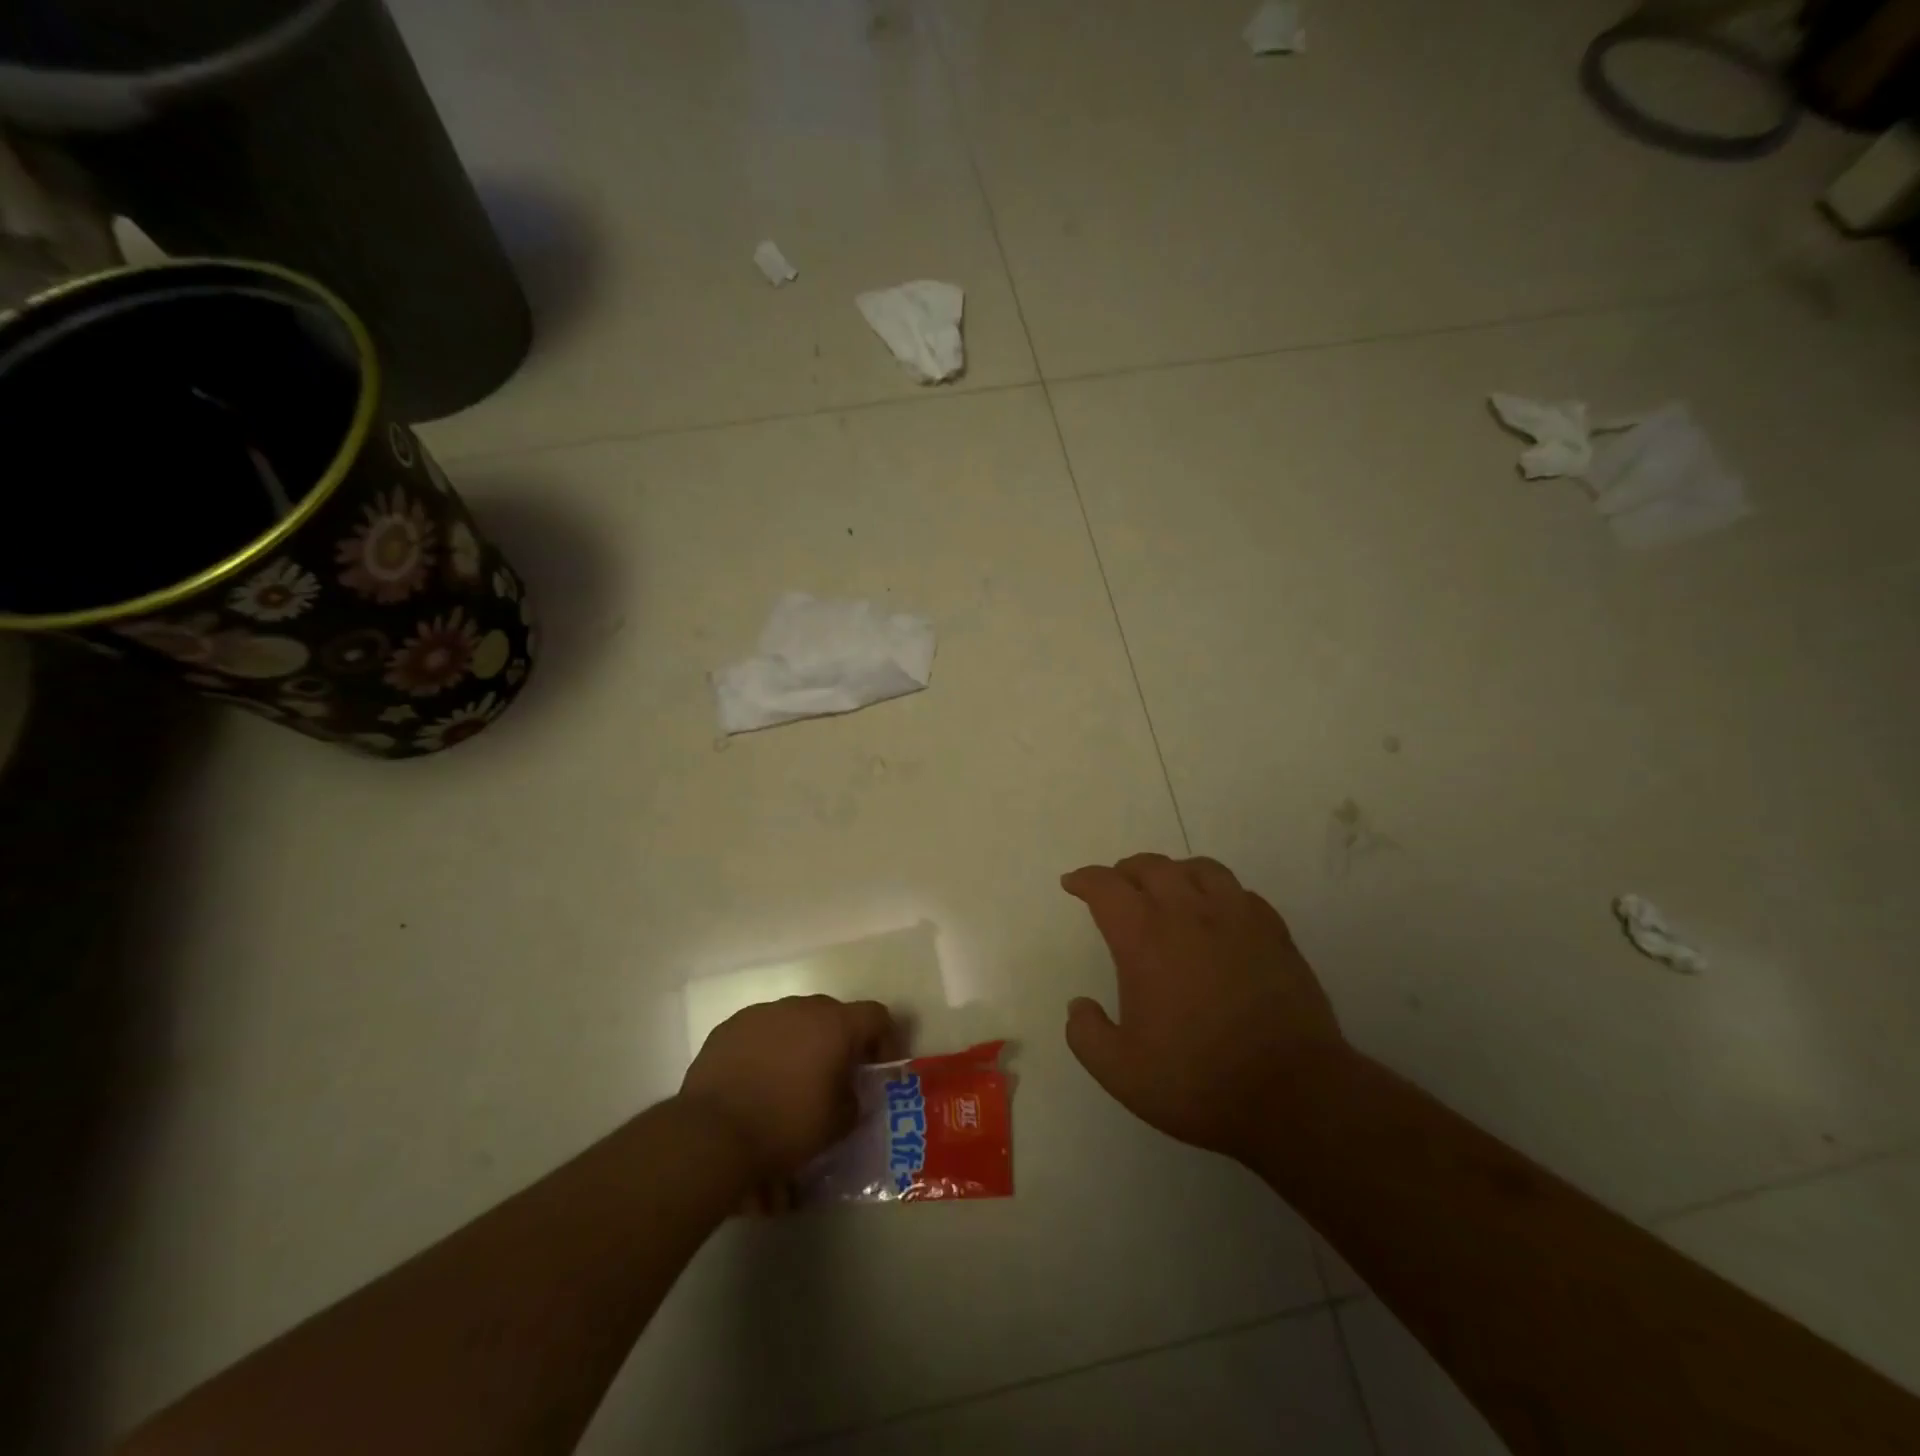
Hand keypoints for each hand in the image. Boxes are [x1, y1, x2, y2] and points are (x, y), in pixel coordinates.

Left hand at [680, 996, 900, 1184]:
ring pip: (795, 1021)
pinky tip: (757, 1082)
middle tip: (835, 1077)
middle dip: (839, 1042)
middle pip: (833, 1015)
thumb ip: (853, 1101)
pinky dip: (768, 1050)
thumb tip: (847, 1092)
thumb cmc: (786, 1126)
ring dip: (802, 1044)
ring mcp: (763, 1013)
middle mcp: (801, 1007)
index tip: (879, 1068)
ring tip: (791, 1082)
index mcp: (835, 1025)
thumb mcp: (837, 1125)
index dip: (885, 1039)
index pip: (876, 1015)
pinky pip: (761, 1031)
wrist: (712, 1133)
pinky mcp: (730, 1027)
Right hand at [1061, 853, 1346, 1163]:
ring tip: (1166, 889)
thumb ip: (1087, 1035)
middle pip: (1151, 867)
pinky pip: (1239, 892)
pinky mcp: (1274, 932)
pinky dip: (1217, 892)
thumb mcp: (1121, 1072)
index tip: (1073, 883)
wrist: (1293, 1094)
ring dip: (1173, 872)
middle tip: (1115, 887)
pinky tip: (1217, 914)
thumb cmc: (1199, 1081)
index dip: (1085, 880)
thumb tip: (1079, 1006)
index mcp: (1144, 938)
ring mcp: (1237, 918)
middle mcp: (1188, 914)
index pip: (1106, 887)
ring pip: (1199, 869)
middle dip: (1125, 871)